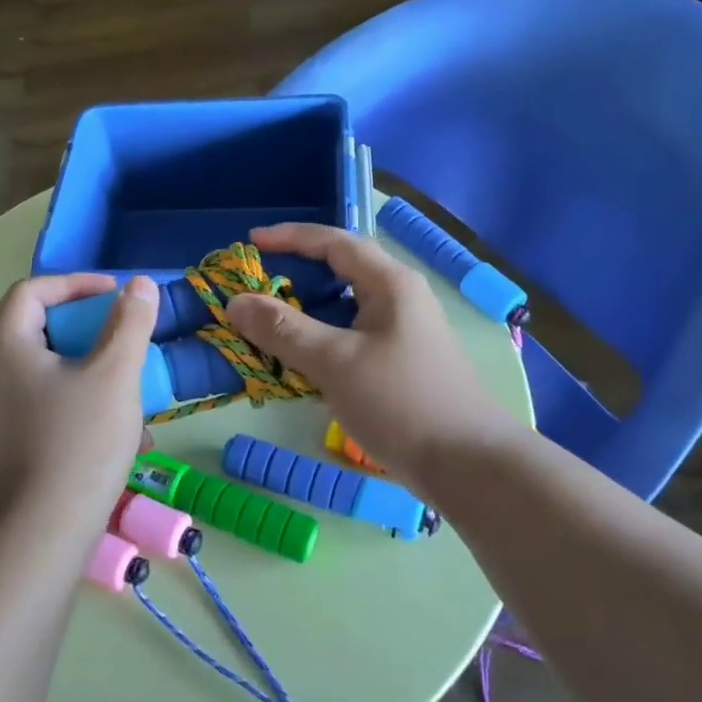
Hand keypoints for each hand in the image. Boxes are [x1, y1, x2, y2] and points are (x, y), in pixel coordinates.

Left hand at [0, 273, 158, 524]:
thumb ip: (129, 323)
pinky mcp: (12, 437)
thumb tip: (140, 285)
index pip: (32, 290)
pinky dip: (83, 396)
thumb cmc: (79, 442)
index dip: (76, 283)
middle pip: (39, 326)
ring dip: (92, 364)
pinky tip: (122, 425)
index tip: (117, 294)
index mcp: (6, 346)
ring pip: (50, 366)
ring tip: (131, 381)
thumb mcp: (114, 374)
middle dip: (89, 325)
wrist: (43, 531)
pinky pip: (49, 398)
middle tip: (125, 333)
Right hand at [226, 224, 523, 481]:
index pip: (334, 242)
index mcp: (390, 283)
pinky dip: (320, 338)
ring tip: (268, 322)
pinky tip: (299, 360)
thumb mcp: (334, 362)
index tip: (251, 241)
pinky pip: (351, 335)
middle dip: (296, 273)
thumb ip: (283, 330)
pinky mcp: (399, 361)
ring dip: (306, 310)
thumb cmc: (400, 402)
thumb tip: (235, 301)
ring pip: (345, 307)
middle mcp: (399, 298)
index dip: (290, 237)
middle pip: (341, 270)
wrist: (466, 464)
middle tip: (256, 284)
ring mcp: (402, 331)